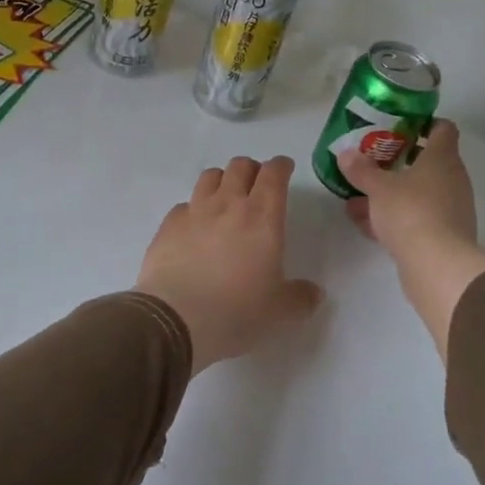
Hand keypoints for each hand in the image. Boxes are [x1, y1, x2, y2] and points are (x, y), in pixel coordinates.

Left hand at [137, 156, 323, 372]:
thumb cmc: (237, 311)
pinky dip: (193, 208)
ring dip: (222, 180)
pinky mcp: (168, 225)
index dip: (281, 166)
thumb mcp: (280, 312)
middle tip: (257, 185)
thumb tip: (315, 293)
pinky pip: (184, 204)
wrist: (176, 319)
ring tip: (225, 198)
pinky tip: (195, 227)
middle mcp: (228, 204)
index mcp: (262, 217)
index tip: (284, 169)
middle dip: (252, 169)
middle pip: (240, 166)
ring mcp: (195, 211)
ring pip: (210, 176)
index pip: (274, 174)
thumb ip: (301, 298)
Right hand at [340, 120, 484, 361]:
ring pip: (418, 193)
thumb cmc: (410, 212)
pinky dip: (394, 218)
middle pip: (428, 162)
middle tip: (373, 159)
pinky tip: (366, 224)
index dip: (424, 123)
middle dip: (399, 161)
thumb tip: (346, 153)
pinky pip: (415, 218)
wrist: (437, 266)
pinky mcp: (443, 236)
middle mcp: (452, 180)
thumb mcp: (378, 187)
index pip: (443, 129)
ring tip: (358, 196)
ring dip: (392, 193)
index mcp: (442, 158)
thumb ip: (361, 169)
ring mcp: (450, 209)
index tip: (399, 125)